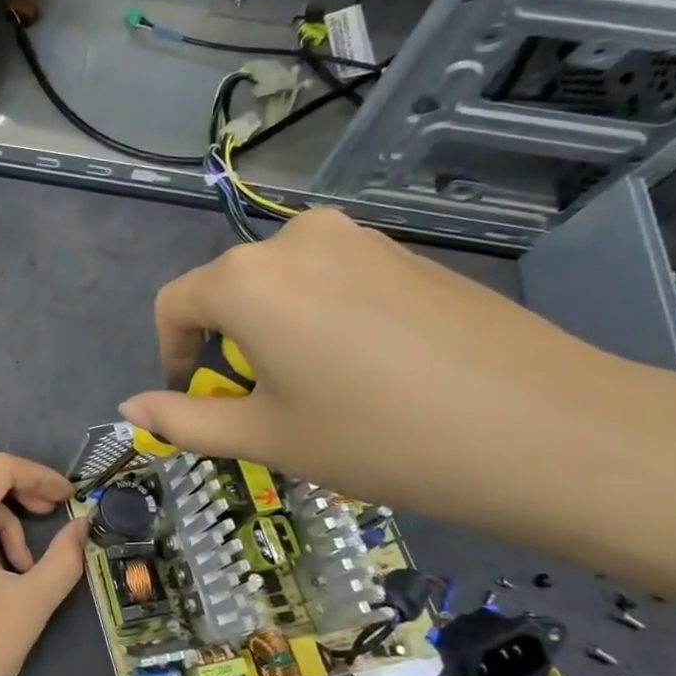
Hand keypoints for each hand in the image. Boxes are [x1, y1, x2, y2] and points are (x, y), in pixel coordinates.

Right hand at [119, 207, 643, 525]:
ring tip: (317, 387)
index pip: (174, 305)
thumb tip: (130, 405)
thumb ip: (184, 420)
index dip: (171, 355)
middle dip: (226, 345)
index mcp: (245, 280)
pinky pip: (332, 278)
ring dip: (274, 330)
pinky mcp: (405, 251)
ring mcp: (356, 238)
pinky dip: (322, 317)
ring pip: (281, 284)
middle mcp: (293, 240)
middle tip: (263, 403)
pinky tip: (367, 366)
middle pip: (227, 290)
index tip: (195, 398)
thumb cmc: (378, 437)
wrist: (546, 429)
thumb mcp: (265, 437)